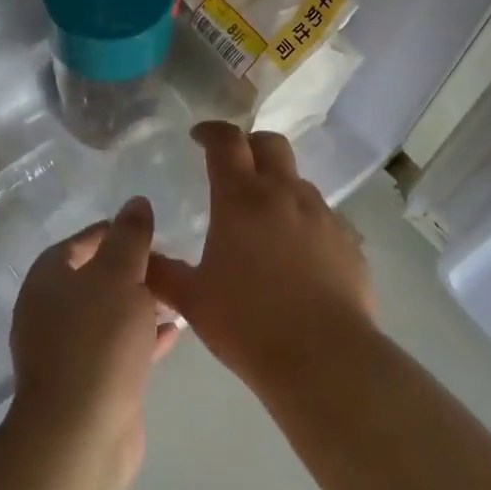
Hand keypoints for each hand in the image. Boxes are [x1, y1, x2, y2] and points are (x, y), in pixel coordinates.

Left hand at [8, 196, 178, 477]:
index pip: (80, 242)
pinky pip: (118, 347)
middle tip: (169, 262)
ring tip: (178, 293)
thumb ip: (130, 237)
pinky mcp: (88, 382)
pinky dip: (142, 336)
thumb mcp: (120, 275)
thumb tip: (136, 202)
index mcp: (48, 280)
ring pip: (109, 314)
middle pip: (95, 278)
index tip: (150, 230)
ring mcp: (67, 350)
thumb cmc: (98, 340)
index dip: (114, 232)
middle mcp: (50, 312)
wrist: (81, 432)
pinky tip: (174, 331)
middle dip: (133, 269)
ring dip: (140, 303)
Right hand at [147, 123, 374, 396]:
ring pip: (298, 180)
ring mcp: (322, 215)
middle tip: (233, 166)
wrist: (324, 358)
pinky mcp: (349, 240)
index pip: (226, 141)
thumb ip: (162, 272)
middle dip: (249, 144)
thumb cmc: (248, 324)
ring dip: (277, 185)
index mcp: (242, 199)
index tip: (198, 137)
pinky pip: (322, 215)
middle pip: (270, 144)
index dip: (211, 131)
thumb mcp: (192, 300)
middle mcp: (285, 195)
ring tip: (263, 219)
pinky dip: (303, 219)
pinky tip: (295, 253)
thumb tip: (141, 256)